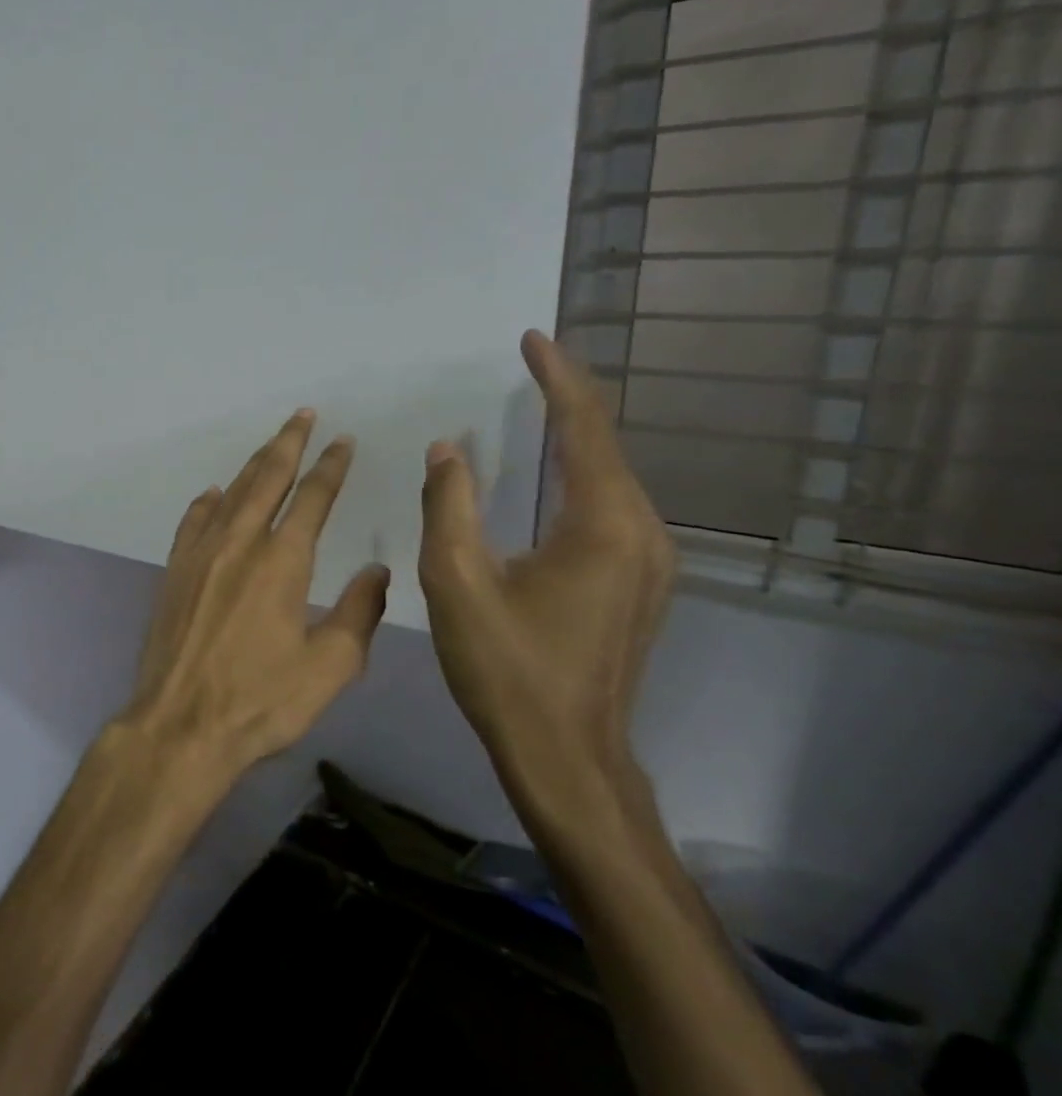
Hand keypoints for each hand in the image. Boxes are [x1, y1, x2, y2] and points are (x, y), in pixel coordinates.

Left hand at [119, 410, 391, 782]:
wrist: (181, 724)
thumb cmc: (261, 701)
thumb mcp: (330, 667)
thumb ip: (358, 612)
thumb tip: (377, 571)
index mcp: (283, 561)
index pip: (313, 498)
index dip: (331, 466)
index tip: (343, 441)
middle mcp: (240, 543)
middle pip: (267, 478)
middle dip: (289, 443)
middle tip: (303, 415)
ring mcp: (200, 554)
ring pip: (231, 494)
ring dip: (253, 465)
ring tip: (271, 444)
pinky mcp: (173, 572)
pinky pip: (193, 522)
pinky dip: (207, 502)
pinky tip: (213, 494)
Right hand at [419, 330, 675, 832]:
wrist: (566, 756)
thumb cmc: (506, 670)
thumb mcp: (457, 583)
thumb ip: (448, 506)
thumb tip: (447, 448)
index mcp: (604, 526)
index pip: (584, 428)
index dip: (558, 378)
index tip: (533, 338)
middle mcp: (642, 533)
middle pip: (606, 446)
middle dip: (569, 399)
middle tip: (530, 363)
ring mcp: (649, 561)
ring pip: (611, 477)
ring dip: (575, 436)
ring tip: (540, 402)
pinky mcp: (638, 583)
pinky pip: (611, 506)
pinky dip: (580, 473)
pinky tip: (555, 471)